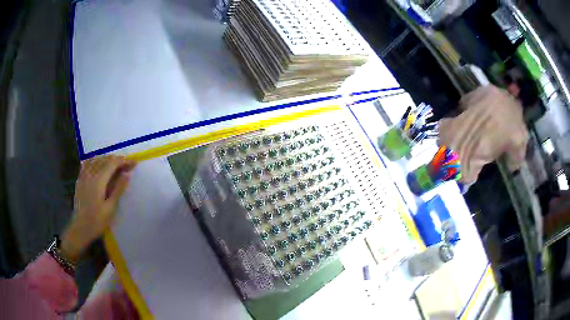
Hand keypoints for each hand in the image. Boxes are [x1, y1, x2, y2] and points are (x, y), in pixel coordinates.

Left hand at [61, 155, 135, 262]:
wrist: (80, 228)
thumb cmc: (97, 221)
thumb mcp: (111, 208)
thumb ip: (118, 189)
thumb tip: (128, 173)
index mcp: (99, 180)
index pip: (113, 163)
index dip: (124, 161)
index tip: (133, 163)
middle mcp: (90, 174)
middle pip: (105, 159)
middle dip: (117, 159)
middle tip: (127, 165)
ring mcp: (84, 175)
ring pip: (96, 159)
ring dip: (107, 159)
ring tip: (115, 165)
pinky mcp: (80, 179)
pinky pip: (88, 163)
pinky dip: (96, 161)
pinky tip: (99, 165)